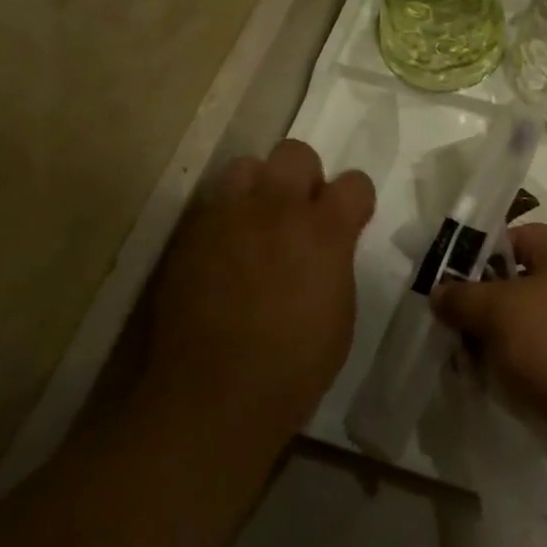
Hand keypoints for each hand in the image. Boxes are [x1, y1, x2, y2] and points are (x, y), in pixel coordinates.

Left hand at [146, 140, 373, 441]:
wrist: (216, 393)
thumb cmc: (296, 364)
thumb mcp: (340, 310)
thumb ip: (336, 262)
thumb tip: (327, 248)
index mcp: (325, 230)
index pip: (355, 182)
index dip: (356, 200)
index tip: (351, 221)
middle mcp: (277, 209)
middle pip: (295, 153)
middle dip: (305, 177)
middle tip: (300, 216)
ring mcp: (228, 218)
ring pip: (246, 166)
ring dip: (259, 188)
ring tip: (257, 225)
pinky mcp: (190, 236)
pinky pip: (212, 205)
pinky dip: (226, 218)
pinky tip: (225, 254)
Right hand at [429, 223, 546, 470]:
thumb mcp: (500, 312)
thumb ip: (463, 297)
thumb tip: (439, 291)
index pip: (514, 237)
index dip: (478, 255)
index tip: (448, 283)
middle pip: (518, 282)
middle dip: (482, 304)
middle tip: (450, 327)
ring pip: (528, 322)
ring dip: (496, 339)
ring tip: (465, 361)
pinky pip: (543, 353)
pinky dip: (518, 364)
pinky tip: (494, 383)